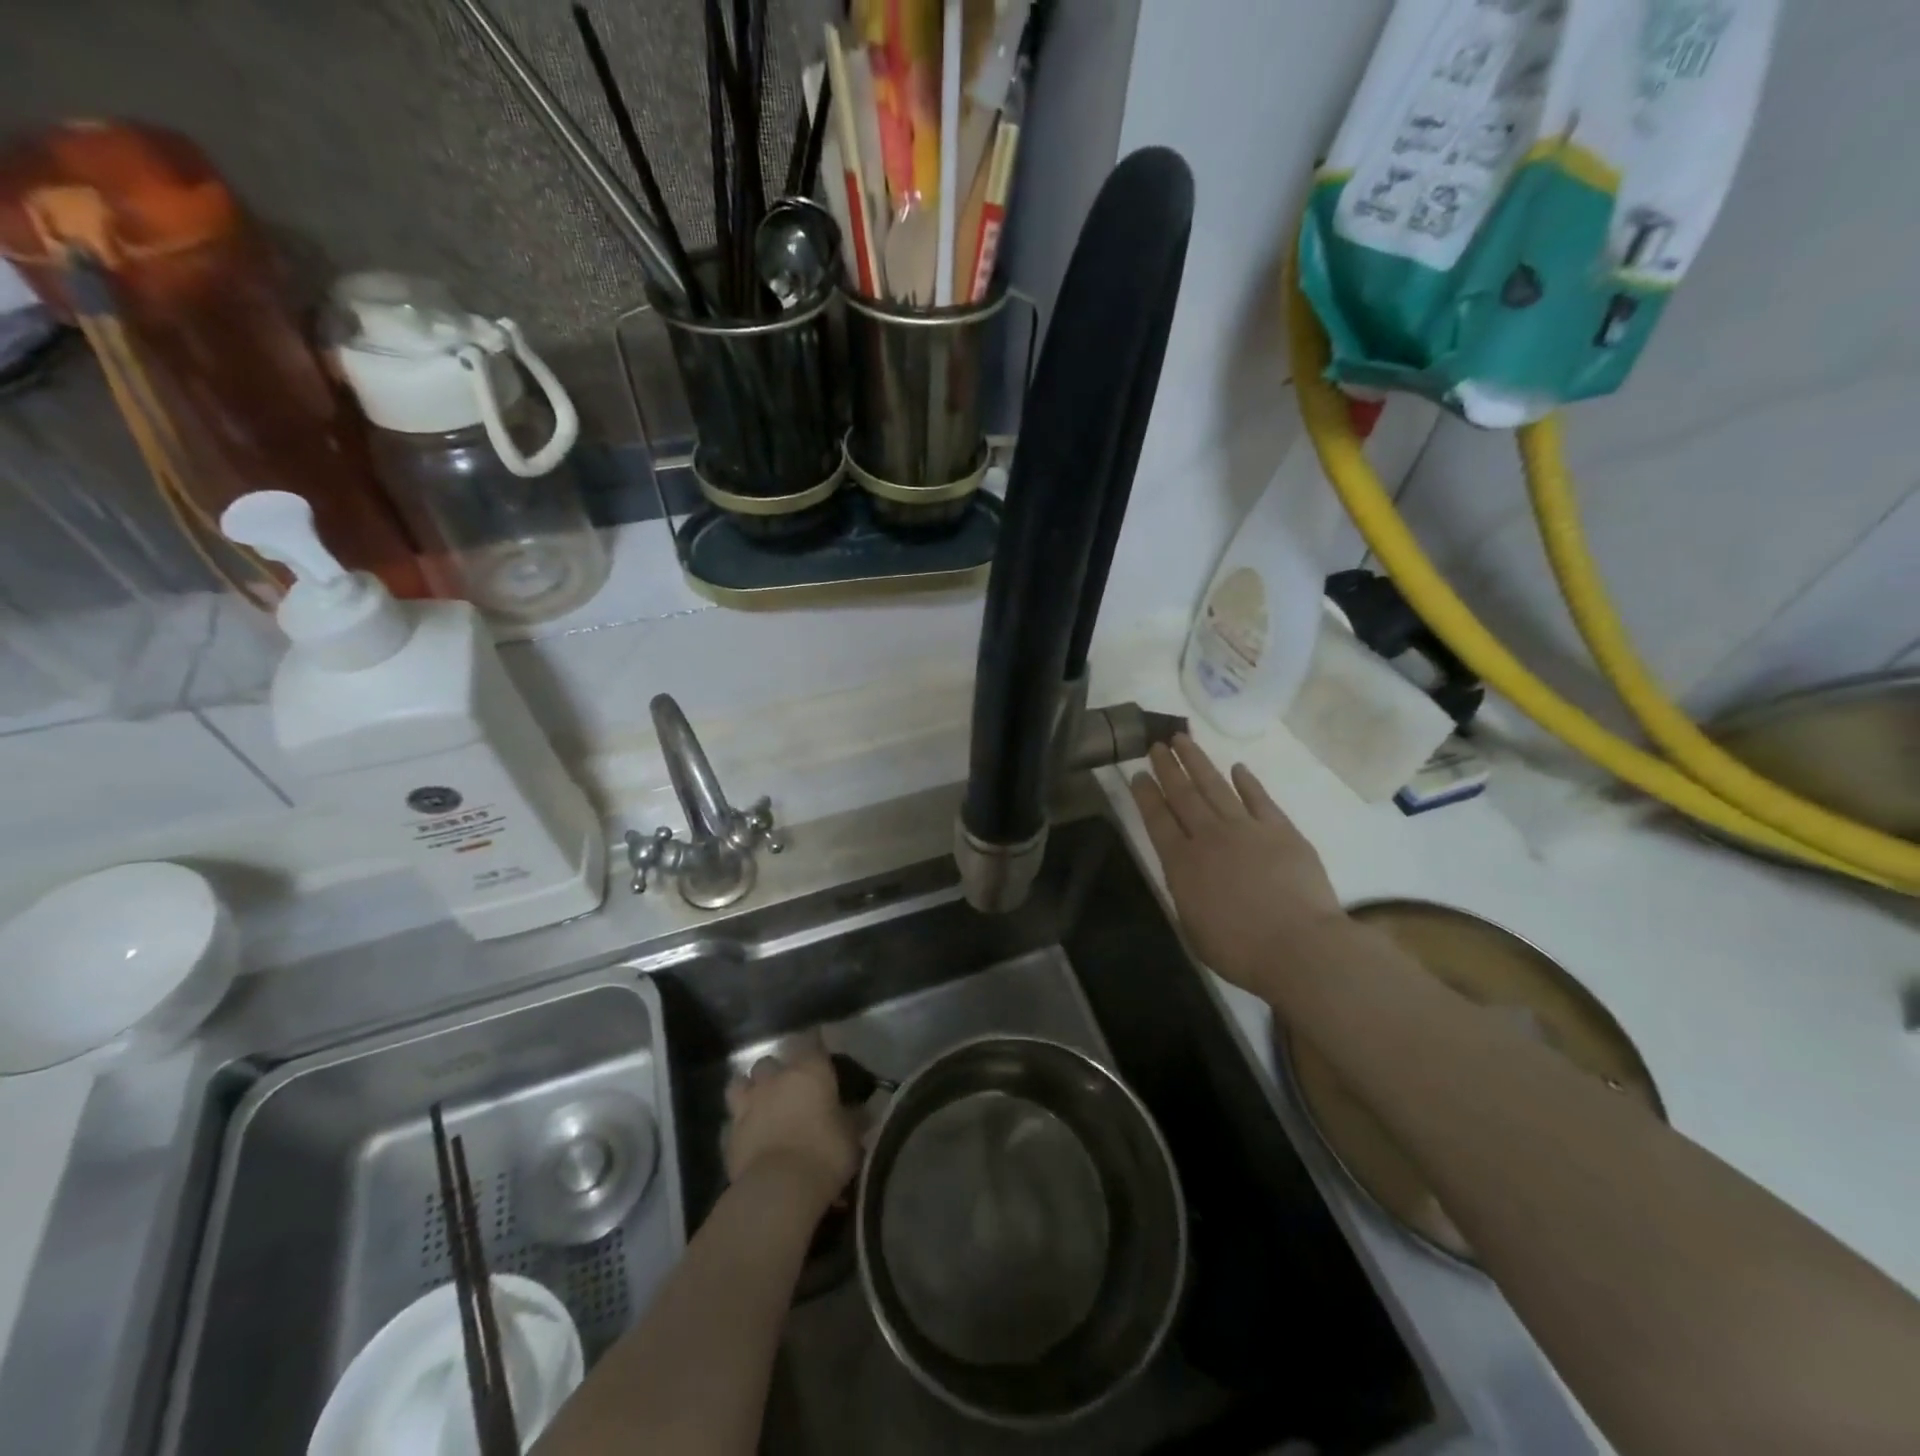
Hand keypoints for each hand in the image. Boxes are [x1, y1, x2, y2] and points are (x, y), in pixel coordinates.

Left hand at [724, 1046, 860, 1207]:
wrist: (779, 1188)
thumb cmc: (825, 1154)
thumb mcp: (851, 1137)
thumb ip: (852, 1119)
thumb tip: (861, 1112)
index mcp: (810, 1071)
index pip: (811, 1041)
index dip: (814, 1044)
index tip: (820, 1052)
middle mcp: (776, 1079)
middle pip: (770, 1061)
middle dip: (776, 1071)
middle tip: (789, 1088)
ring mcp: (748, 1103)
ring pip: (740, 1082)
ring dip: (750, 1089)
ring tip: (760, 1103)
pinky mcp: (729, 1133)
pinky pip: (732, 1119)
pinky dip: (739, 1124)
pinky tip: (748, 1135)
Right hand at [1130, 735, 1349, 996]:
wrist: (1300, 947)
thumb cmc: (1240, 950)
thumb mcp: (1193, 927)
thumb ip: (1185, 893)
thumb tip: (1185, 872)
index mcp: (1182, 864)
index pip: (1157, 820)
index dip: (1145, 795)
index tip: (1138, 774)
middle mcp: (1209, 837)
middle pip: (1183, 794)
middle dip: (1167, 768)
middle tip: (1156, 745)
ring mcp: (1247, 829)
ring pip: (1215, 787)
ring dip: (1198, 762)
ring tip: (1183, 740)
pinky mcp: (1281, 830)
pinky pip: (1259, 798)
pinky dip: (1247, 781)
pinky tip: (1237, 768)